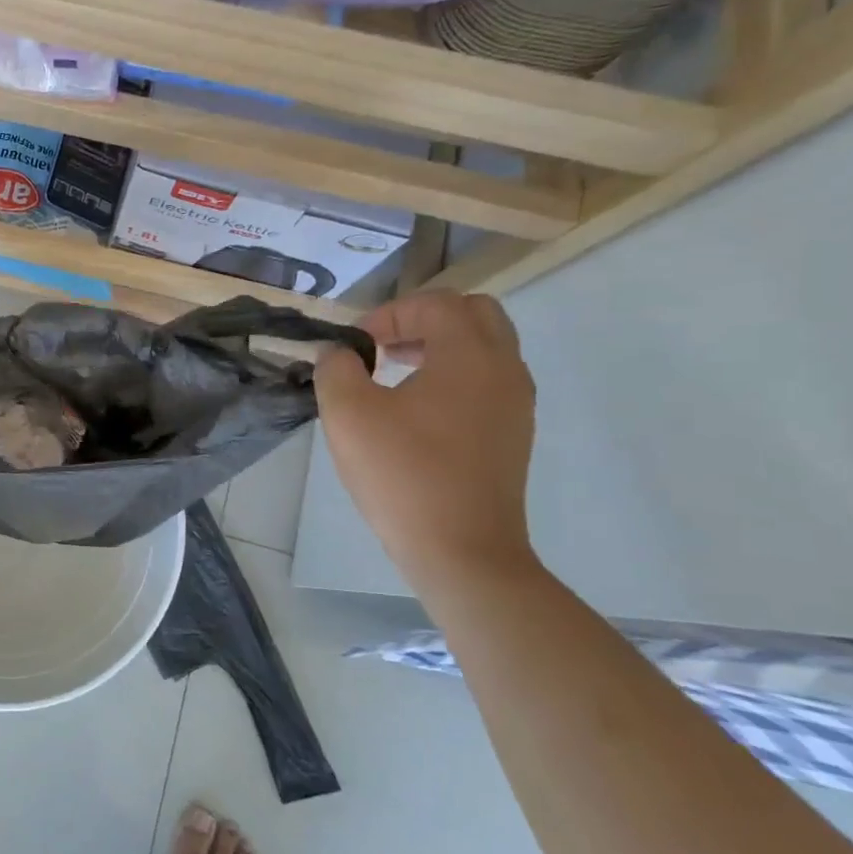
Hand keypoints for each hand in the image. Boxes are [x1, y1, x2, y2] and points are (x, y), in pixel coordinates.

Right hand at [315, 291, 538, 592]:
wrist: (462, 550)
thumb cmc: (402, 474)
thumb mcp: (348, 415)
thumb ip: (337, 369)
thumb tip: (339, 354)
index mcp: (470, 355)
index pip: (435, 303)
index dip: (388, 314)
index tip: (355, 347)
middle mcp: (504, 369)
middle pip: (474, 314)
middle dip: (423, 321)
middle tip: (384, 348)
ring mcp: (516, 404)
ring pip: (486, 348)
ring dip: (440, 348)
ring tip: (395, 376)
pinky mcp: (513, 434)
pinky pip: (488, 381)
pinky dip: (454, 376)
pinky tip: (416, 412)